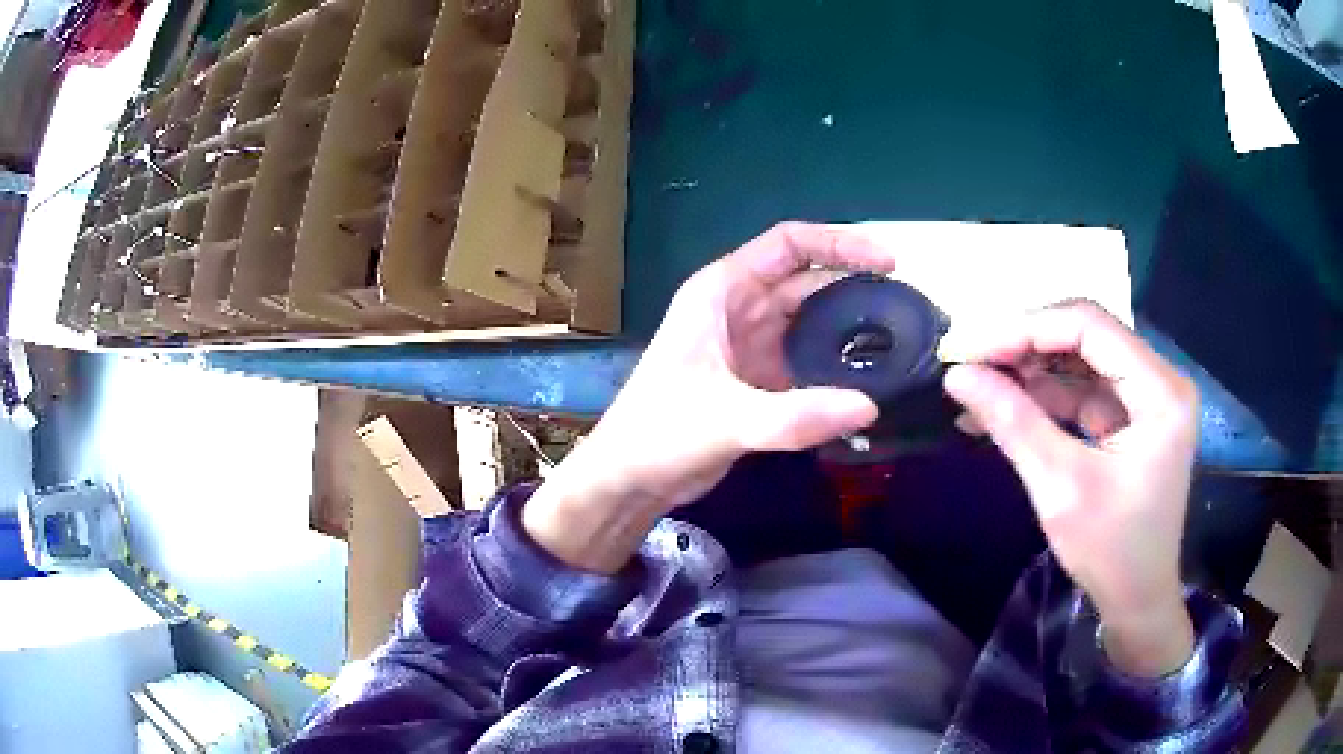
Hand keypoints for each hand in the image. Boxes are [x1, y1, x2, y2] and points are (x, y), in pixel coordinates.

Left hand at [523, 223, 890, 572]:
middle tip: (908, 309)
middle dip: (857, 287)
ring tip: (900, 342)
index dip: (839, 244)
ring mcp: (752, 343)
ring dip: (851, 327)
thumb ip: (794, 416)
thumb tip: (869, 407)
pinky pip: (809, 358)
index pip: (789, 244)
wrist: (630, 479)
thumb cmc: (659, 434)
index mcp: (723, 291)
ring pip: (812, 320)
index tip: (887, 263)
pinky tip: (870, 379)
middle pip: (809, 280)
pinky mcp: (760, 379)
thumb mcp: (725, 420)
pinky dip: (838, 364)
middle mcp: (741, 307)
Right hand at [944, 302, 1197, 676]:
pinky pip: (1084, 392)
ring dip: (1030, 374)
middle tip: (970, 363)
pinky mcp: (1133, 418)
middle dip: (1025, 348)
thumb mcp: (1060, 488)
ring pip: (1080, 363)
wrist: (1137, 600)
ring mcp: (1147, 399)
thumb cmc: (1110, 552)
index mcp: (1160, 391)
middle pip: (1086, 338)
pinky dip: (1044, 400)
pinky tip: (1004, 409)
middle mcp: (1160, 381)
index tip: (972, 349)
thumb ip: (1013, 423)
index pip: (1090, 327)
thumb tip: (957, 376)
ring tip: (977, 388)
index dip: (1028, 329)